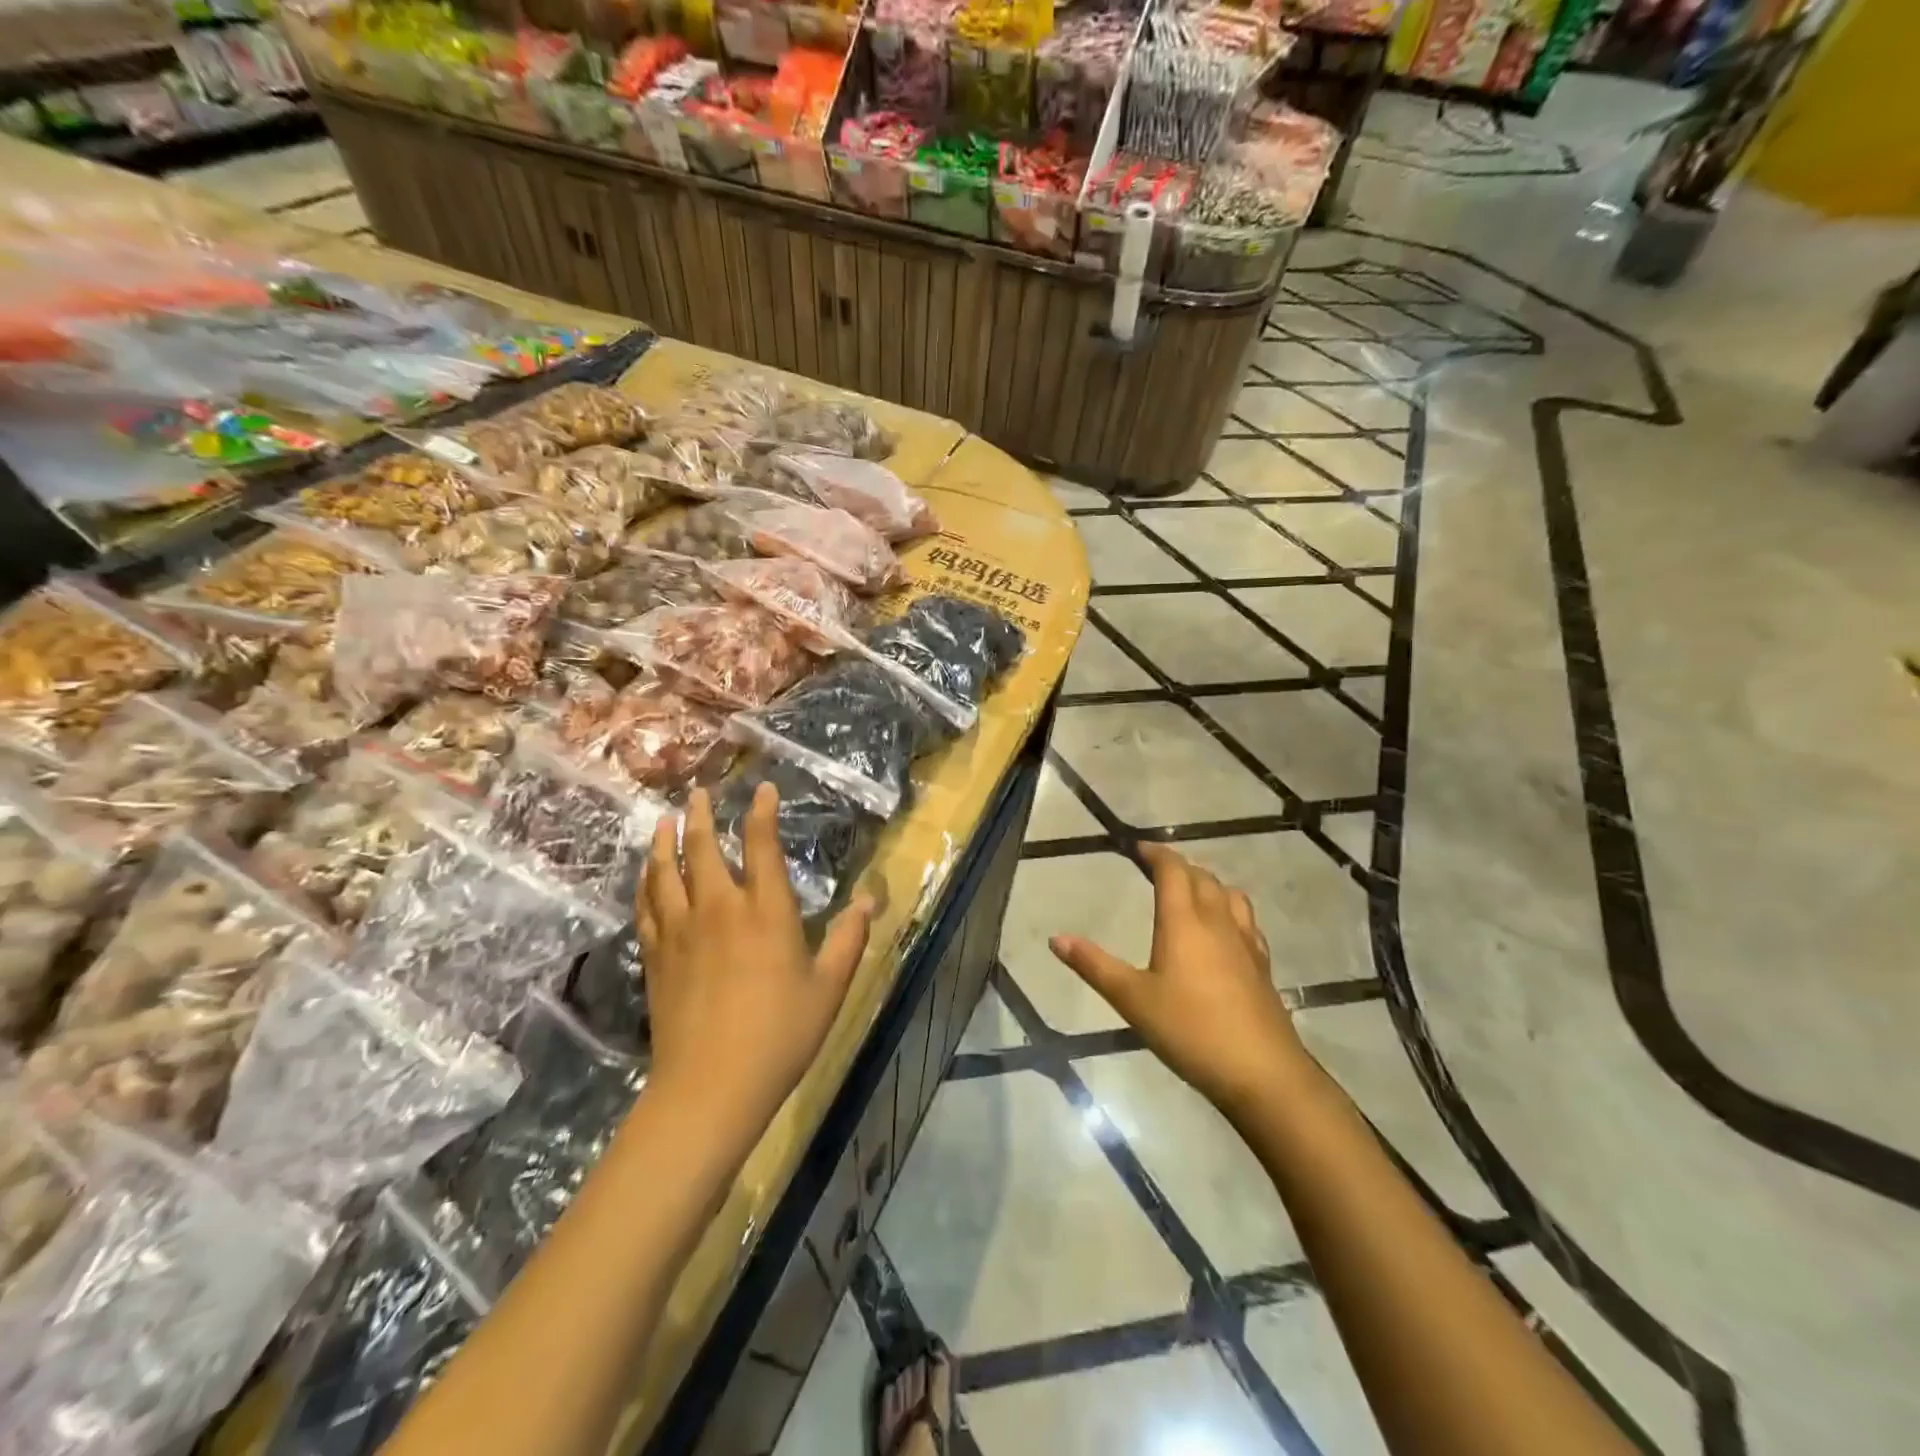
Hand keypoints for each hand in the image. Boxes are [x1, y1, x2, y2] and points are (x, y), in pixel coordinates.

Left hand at [639, 784, 872, 1139]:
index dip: (761, 812)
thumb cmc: (781, 1034)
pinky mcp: (656, 955)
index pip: (761, 844)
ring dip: (664, 840)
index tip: (761, 789)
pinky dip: (645, 882)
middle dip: (701, 814)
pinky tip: (645, 875)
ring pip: (666, 871)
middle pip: (703, 848)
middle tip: (698, 792)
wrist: (710, 1086)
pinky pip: (646, 906)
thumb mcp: (830, 987)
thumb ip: (850, 938)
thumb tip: (869, 899)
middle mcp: (720, 907)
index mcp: (766, 910)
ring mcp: (681, 930)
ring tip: (663, 819)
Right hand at [1051, 844, 1305, 1117]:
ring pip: (1229, 895)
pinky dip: (1230, 910)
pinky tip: (1224, 931)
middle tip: (1157, 869)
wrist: (1261, 1071)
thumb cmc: (1189, 1029)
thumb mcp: (1132, 999)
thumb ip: (1094, 965)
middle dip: (1179, 866)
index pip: (1173, 870)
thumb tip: (1056, 938)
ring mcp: (1245, 942)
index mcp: (1183, 921)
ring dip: (1208, 884)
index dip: (1156, 853)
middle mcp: (1217, 921)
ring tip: (1191, 892)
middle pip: (1202, 877)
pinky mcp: (1262, 965)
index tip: (1139, 847)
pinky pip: (1246, 921)